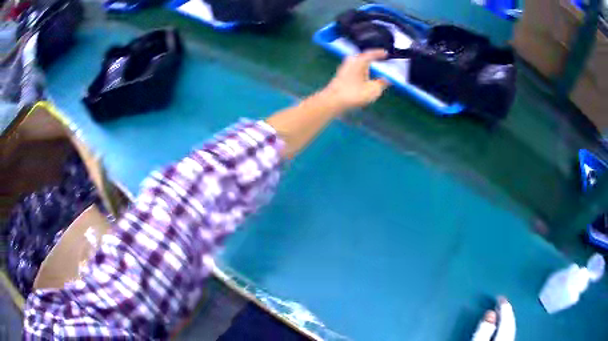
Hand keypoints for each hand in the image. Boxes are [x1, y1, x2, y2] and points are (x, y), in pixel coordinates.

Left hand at [323, 50, 389, 109]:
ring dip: (366, 66)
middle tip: (381, 60)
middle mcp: (351, 61)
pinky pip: (354, 70)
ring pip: (358, 64)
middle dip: (372, 58)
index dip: (379, 53)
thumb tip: (387, 79)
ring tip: (375, 68)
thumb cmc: (355, 93)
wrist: (333, 101)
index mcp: (360, 60)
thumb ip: (382, 83)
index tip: (387, 53)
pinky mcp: (341, 76)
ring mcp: (344, 68)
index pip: (371, 53)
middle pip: (363, 57)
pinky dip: (361, 71)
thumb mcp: (373, 89)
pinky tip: (365, 77)